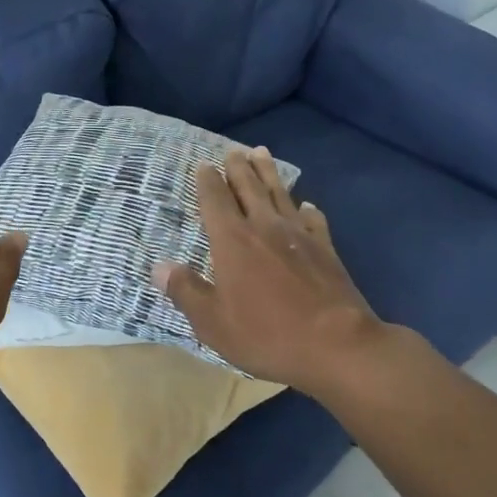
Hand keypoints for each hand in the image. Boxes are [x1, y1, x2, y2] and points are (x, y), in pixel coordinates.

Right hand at [152, 147, 393, 397]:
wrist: (338, 345)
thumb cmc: (267, 334)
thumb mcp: (213, 322)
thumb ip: (185, 291)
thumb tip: (159, 267)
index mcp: (232, 240)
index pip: (215, 200)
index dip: (208, 181)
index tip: (204, 165)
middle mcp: (264, 227)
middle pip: (249, 188)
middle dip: (238, 168)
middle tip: (233, 150)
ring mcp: (299, 236)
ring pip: (280, 194)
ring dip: (269, 173)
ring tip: (262, 154)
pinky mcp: (327, 250)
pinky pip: (314, 220)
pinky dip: (307, 209)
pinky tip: (306, 205)